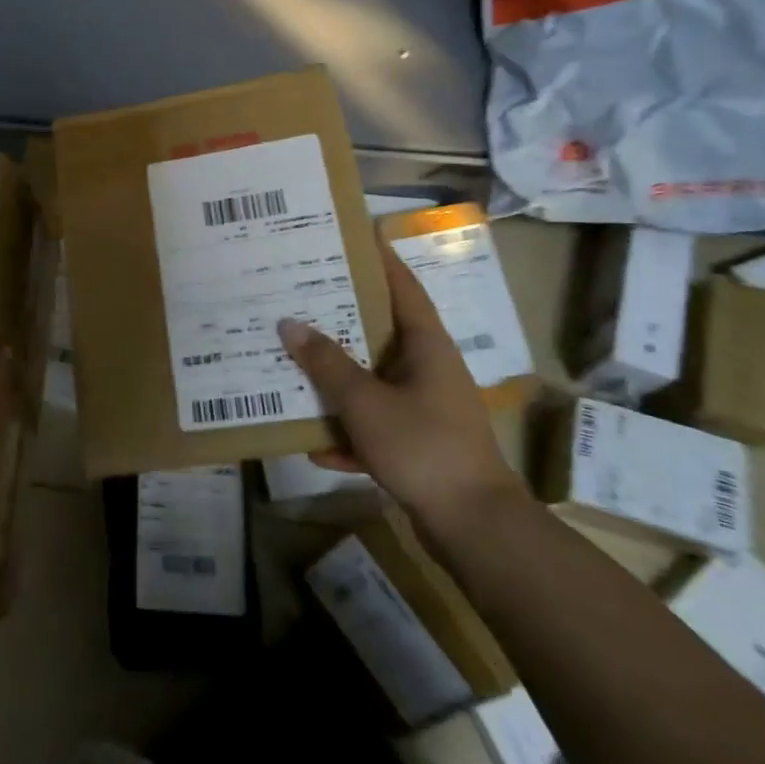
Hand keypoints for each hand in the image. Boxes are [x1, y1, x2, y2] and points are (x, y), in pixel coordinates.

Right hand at [276, 236, 525, 539]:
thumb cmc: (423, 447)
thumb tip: (289, 324)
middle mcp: (428, 368)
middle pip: (380, 331)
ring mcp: (425, 407)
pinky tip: (315, 445)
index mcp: (426, 345)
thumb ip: (326, 363)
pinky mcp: (419, 444)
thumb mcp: (365, 402)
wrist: (475, 527)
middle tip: (300, 295)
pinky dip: (349, 433)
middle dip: (341, 317)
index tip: (350, 236)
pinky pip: (375, 425)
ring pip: (373, 380)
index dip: (379, 259)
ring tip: (295, 362)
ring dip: (338, 378)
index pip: (402, 286)